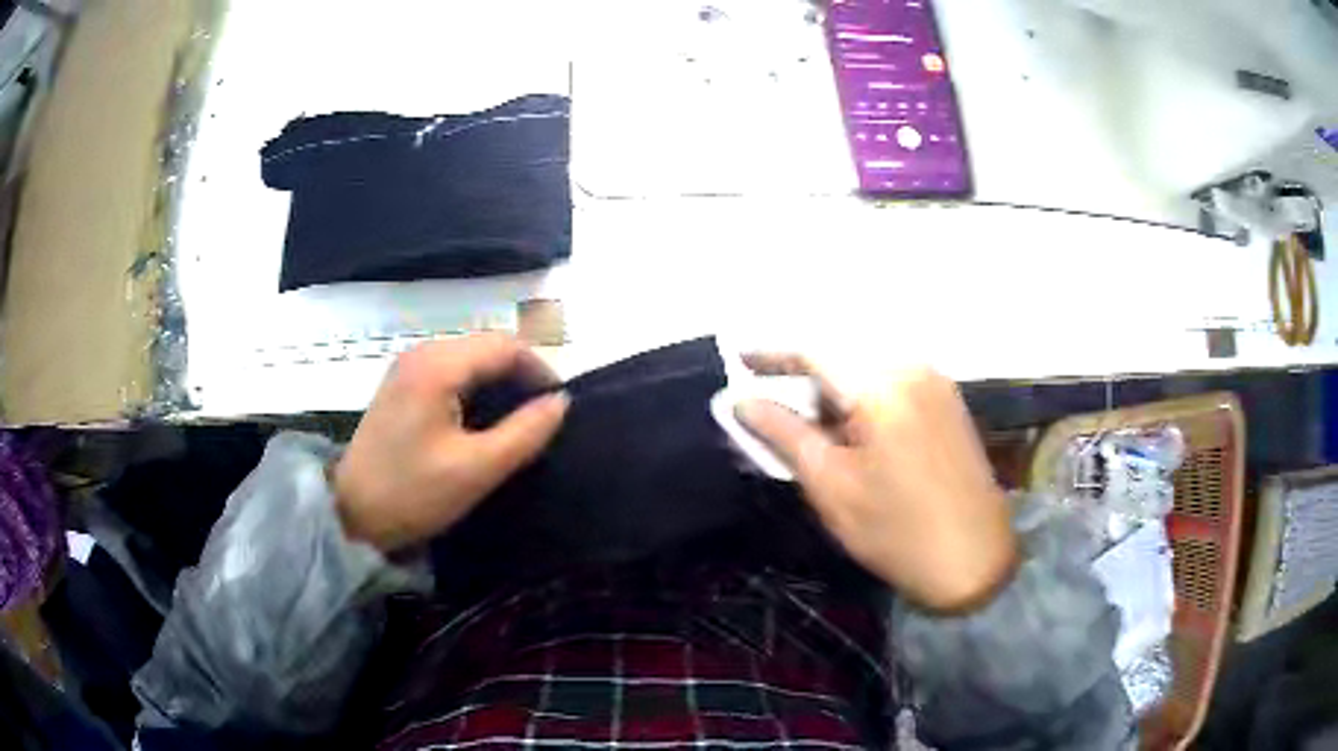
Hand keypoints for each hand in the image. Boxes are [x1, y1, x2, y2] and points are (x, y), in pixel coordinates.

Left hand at [333, 333, 568, 550]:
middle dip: (519, 376)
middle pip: (486, 347)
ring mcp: (407, 367)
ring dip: (498, 382)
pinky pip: (450, 372)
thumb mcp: (476, 469)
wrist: (351, 513)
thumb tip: (561, 403)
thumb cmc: (413, 493)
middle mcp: (421, 352)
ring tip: (517, 420)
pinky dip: (474, 388)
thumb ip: (525, 432)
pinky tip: (482, 420)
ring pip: (469, 359)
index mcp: (438, 365)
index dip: (539, 370)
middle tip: (541, 417)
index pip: (505, 346)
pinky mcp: (401, 385)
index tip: (559, 406)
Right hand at [737, 356, 1016, 612]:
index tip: (738, 361)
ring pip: (868, 367)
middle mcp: (912, 369)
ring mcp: (936, 383)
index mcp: (882, 386)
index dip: (772, 352)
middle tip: (772, 405)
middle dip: (803, 373)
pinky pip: (894, 381)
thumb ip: (784, 434)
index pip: (815, 349)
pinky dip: (863, 395)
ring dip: (834, 387)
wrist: (975, 560)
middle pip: (843, 353)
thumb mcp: (831, 486)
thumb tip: (741, 401)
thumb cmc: (897, 531)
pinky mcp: (948, 402)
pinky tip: (853, 429)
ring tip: (812, 426)